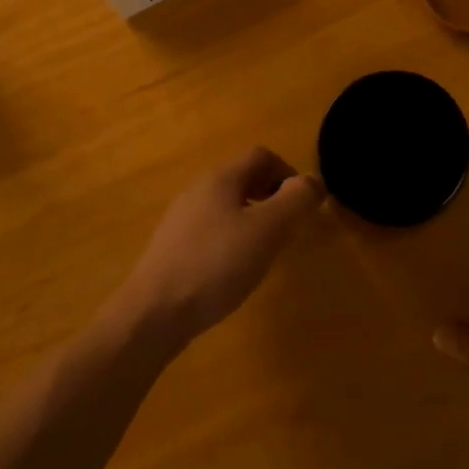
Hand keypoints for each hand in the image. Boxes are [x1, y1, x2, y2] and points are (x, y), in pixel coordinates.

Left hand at [118, 147, 324, 344]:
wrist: (154, 312)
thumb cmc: (216, 265)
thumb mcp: (267, 231)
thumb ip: (295, 201)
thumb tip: (314, 180)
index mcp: (220, 179)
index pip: (261, 156)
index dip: (288, 172)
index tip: (303, 205)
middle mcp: (197, 191)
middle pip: (242, 178)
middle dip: (271, 195)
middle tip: (289, 226)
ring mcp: (180, 220)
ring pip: (226, 205)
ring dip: (252, 217)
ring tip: (265, 249)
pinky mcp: (172, 248)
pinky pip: (211, 230)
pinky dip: (232, 238)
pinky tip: (234, 269)